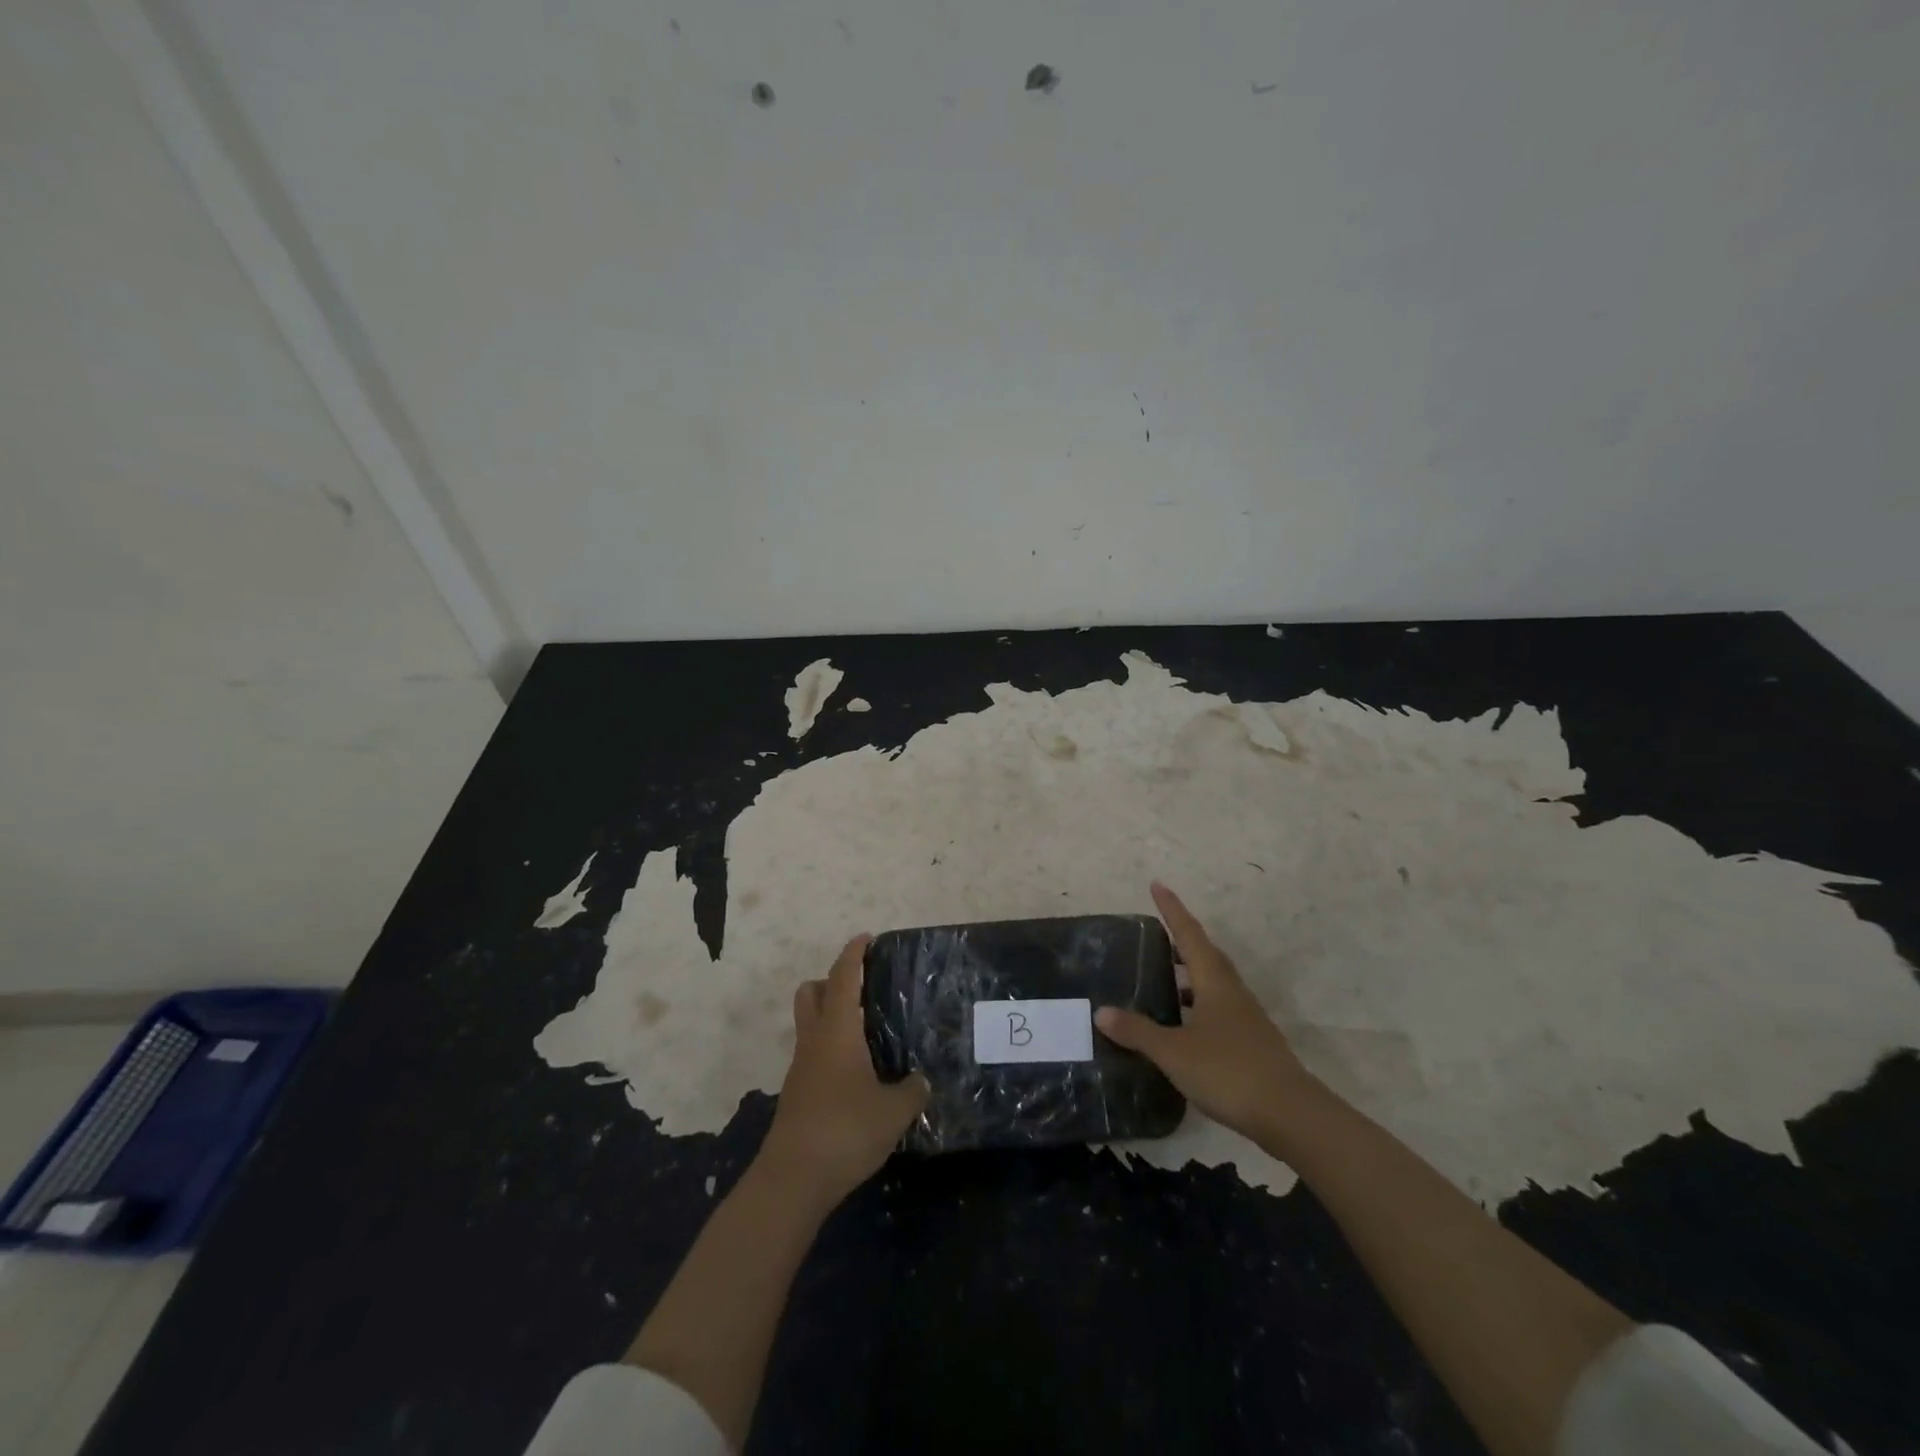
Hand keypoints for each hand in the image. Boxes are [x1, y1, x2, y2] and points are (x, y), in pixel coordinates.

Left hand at [758, 935, 928, 1208]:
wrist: (793, 1179)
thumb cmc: (845, 1130)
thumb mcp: (893, 1111)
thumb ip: (912, 1091)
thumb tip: (921, 1080)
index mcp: (837, 1031)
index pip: (844, 978)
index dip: (854, 954)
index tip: (866, 938)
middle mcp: (814, 1040)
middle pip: (812, 992)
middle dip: (833, 980)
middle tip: (864, 988)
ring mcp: (801, 1067)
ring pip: (810, 1023)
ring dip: (831, 1015)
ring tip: (867, 1030)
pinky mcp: (798, 1092)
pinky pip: (813, 1053)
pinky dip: (831, 1047)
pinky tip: (856, 1070)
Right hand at [1095, 882, 1324, 1144]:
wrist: (1291, 1115)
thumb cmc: (1228, 1071)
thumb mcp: (1173, 1052)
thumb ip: (1138, 1031)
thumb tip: (1101, 1011)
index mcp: (1214, 981)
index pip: (1188, 934)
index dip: (1172, 909)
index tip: (1157, 884)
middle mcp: (1232, 991)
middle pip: (1206, 954)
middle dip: (1181, 940)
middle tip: (1156, 934)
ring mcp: (1246, 1018)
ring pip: (1214, 983)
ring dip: (1190, 975)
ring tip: (1163, 980)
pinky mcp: (1252, 1043)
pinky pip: (1219, 1009)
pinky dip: (1198, 1005)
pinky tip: (1183, 1026)